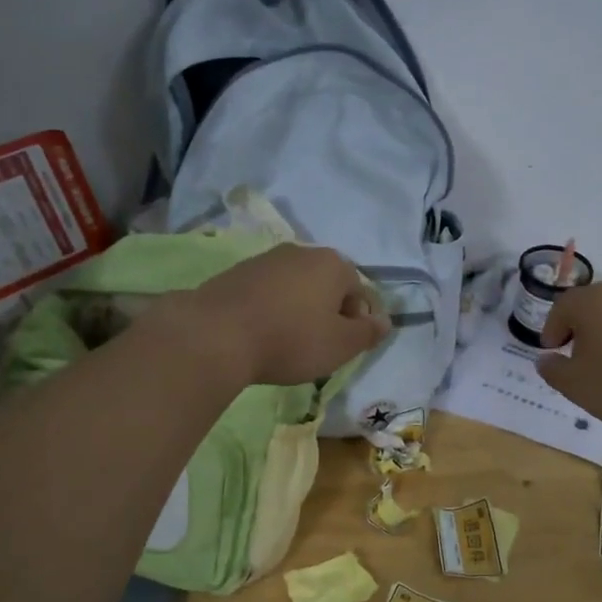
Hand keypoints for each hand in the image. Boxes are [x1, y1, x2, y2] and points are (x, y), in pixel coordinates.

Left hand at [172, 244, 390, 386]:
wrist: (216, 334)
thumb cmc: (290, 339)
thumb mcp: (341, 345)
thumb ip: (368, 333)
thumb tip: (384, 321)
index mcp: (334, 264)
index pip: (361, 292)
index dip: (358, 323)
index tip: (344, 349)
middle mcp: (302, 252)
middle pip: (328, 286)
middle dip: (328, 314)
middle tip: (319, 347)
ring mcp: (266, 259)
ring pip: (296, 288)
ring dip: (299, 311)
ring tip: (288, 343)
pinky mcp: (237, 273)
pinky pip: (268, 293)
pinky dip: (272, 310)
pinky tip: (262, 334)